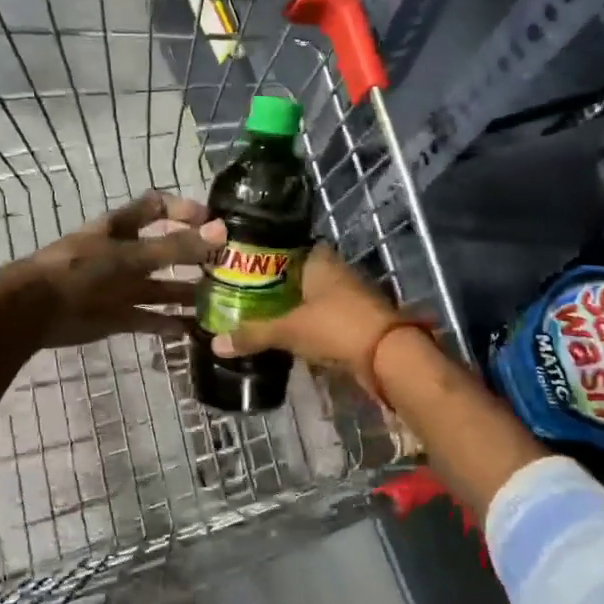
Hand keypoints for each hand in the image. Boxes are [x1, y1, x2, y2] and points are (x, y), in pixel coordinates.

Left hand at [8, 191, 223, 348]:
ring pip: (162, 288)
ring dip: (188, 293)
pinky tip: (195, 330)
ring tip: (221, 302)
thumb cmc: (81, 269)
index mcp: (123, 227)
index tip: (215, 222)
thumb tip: (221, 231)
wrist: (35, 310)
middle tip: (229, 267)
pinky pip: (150, 318)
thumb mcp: (130, 255)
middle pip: (166, 250)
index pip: (158, 207)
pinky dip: (170, 324)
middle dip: (195, 257)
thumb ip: (175, 247)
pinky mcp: (117, 316)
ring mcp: (121, 286)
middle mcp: (126, 253)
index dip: (185, 210)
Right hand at [212, 243, 399, 372]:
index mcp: (319, 259)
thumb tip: (215, 344)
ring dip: (289, 305)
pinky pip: (321, 316)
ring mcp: (347, 296)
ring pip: (310, 296)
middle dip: (273, 283)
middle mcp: (334, 271)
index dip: (264, 254)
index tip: (240, 264)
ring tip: (256, 313)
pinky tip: (284, 333)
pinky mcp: (353, 320)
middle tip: (242, 293)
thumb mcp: (289, 330)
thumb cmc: (336, 327)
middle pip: (297, 273)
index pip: (286, 246)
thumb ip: (253, 334)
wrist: (389, 357)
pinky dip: (304, 323)